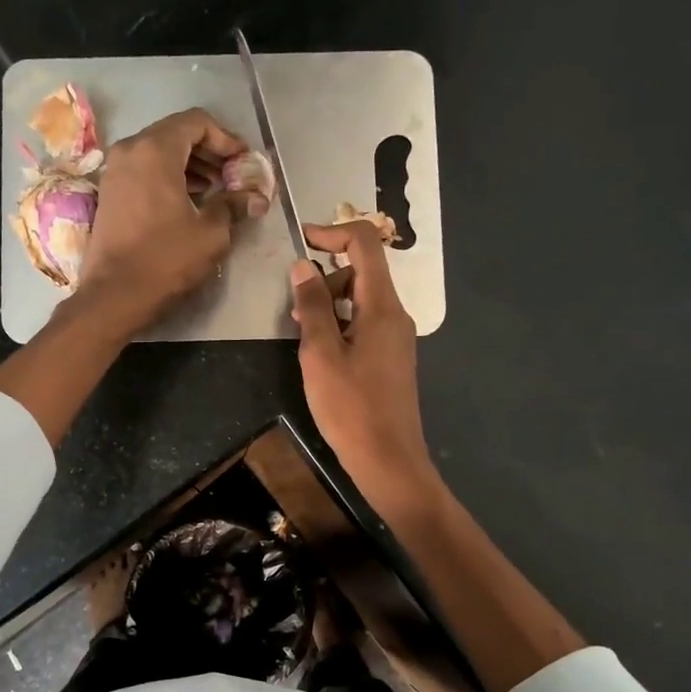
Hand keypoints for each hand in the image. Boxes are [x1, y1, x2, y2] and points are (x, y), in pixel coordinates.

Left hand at [77, 108, 266, 335]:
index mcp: (156, 150)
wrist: (114, 295)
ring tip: (217, 190)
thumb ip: (234, 205)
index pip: (197, 122)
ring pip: (159, 152)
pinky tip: (189, 201)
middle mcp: (131, 150)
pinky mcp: (110, 193)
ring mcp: (115, 171)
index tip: (244, 162)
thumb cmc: (166, 259)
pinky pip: (145, 170)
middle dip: (209, 152)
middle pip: (177, 134)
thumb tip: (256, 197)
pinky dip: (169, 177)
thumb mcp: (210, 233)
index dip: (226, 139)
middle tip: (234, 176)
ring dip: (191, 165)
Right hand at [291, 221, 439, 516]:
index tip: (300, 242)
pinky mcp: (390, 358)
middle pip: (362, 271)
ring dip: (329, 303)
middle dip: (325, 276)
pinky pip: (364, 324)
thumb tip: (302, 266)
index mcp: (382, 306)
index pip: (364, 244)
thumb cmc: (350, 407)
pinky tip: (320, 353)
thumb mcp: (321, 353)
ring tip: (302, 335)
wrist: (388, 458)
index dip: (332, 233)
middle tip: (294, 307)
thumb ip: (312, 306)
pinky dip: (340, 324)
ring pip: (360, 300)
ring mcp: (395, 337)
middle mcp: (395, 315)